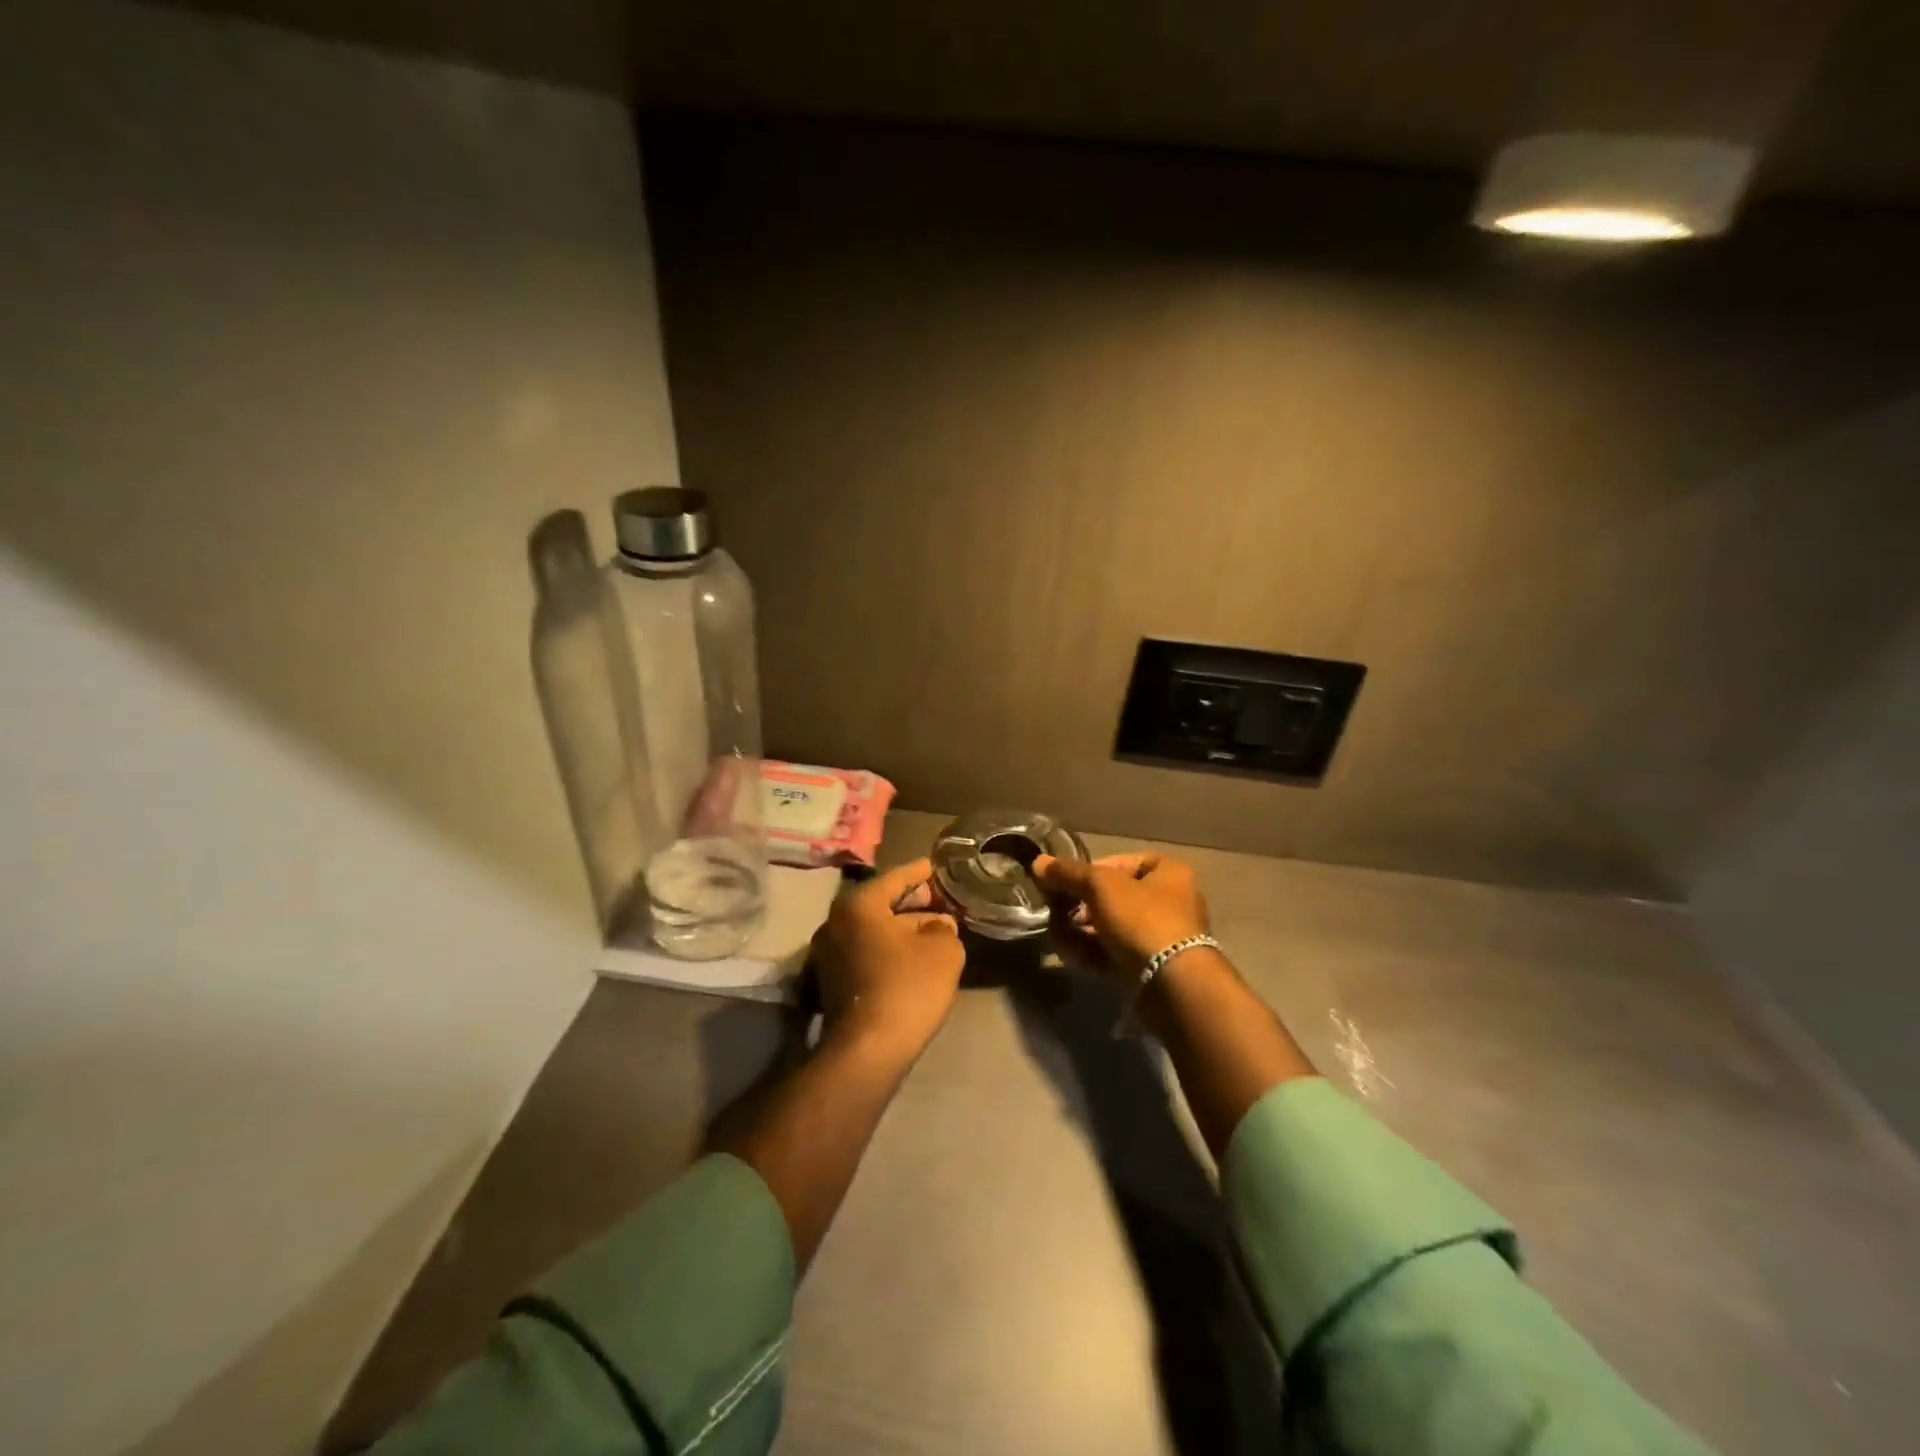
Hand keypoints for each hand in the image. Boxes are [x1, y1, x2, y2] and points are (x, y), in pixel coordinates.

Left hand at [811, 858, 964, 1066]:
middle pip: (881, 902)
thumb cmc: (906, 987)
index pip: (896, 877)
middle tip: (941, 899)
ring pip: (874, 929)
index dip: (921, 871)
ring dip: (902, 927)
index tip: (937, 865)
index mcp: (858, 904)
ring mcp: (828, 954)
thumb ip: (944, 928)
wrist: (867, 1051)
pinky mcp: (831, 981)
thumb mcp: (943, 951)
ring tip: (935, 929)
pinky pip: (866, 951)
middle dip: (913, 901)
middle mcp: (835, 922)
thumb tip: (938, 926)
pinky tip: (914, 956)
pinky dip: (889, 948)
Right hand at [1031, 852, 1210, 976]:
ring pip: (1111, 926)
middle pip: (1113, 896)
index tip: (1066, 883)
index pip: (1121, 862)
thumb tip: (1038, 862)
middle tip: (1058, 912)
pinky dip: (1092, 951)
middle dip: (1080, 905)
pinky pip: (1115, 952)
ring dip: (1080, 930)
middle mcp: (1169, 901)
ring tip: (1058, 936)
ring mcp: (1160, 937)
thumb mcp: (1101, 886)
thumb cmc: (1142, 919)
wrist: (1173, 984)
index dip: (1090, 870)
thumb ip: (1068, 873)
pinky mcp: (1151, 967)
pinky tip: (1070, 955)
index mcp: (1169, 873)